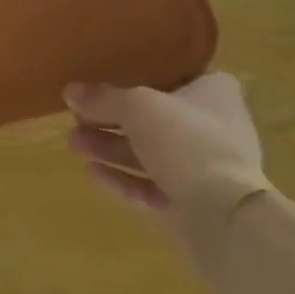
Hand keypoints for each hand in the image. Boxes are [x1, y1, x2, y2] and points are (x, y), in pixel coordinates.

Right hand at [65, 73, 264, 219]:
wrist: (225, 218)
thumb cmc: (187, 140)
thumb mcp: (136, 107)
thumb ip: (102, 99)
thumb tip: (70, 91)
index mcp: (214, 94)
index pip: (179, 75)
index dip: (145, 75)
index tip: (111, 76)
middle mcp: (212, 128)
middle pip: (154, 118)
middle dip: (112, 119)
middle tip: (77, 118)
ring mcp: (204, 169)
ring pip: (149, 154)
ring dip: (111, 149)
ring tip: (74, 144)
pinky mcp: (193, 205)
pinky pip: (151, 186)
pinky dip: (123, 179)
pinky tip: (92, 173)